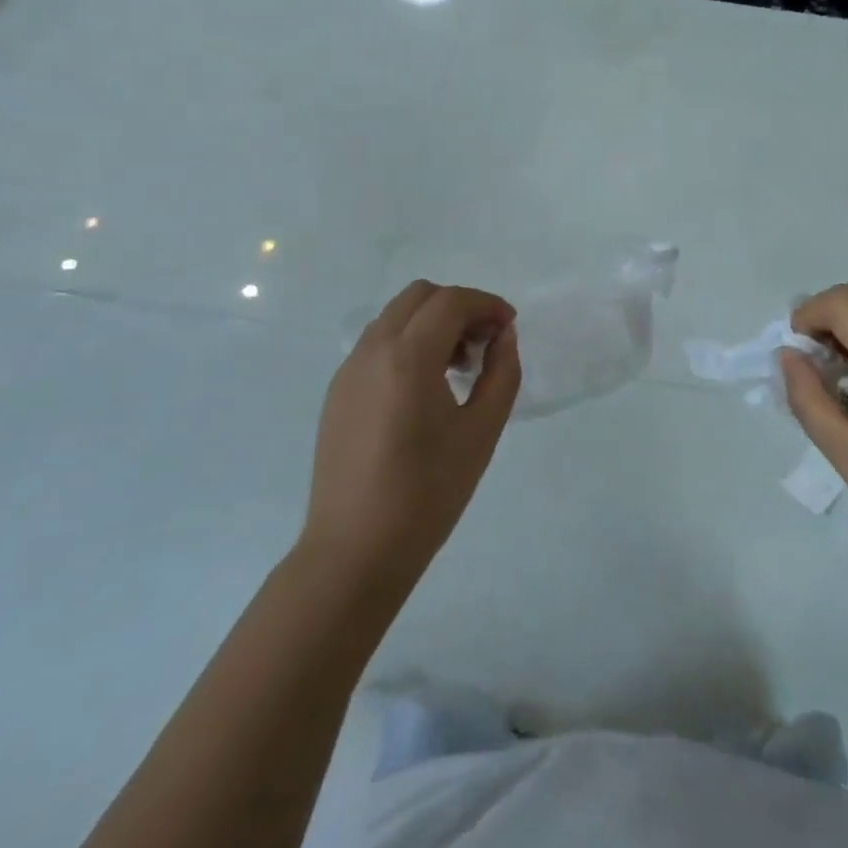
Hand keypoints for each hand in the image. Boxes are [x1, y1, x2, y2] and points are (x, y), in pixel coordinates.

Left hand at [303, 282, 521, 597]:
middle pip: (419, 296)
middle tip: (484, 344)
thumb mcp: (481, 432)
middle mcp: (372, 351)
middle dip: (459, 307)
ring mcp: (348, 370)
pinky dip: (408, 344)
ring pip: (395, 317)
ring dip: (432, 324)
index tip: (509, 327)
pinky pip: (378, 345)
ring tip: (458, 368)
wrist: (354, 551)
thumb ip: (501, 373)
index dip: (486, 305)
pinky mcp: (337, 392)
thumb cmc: (427, 494)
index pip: (451, 302)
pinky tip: (426, 388)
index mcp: (407, 357)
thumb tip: (503, 337)